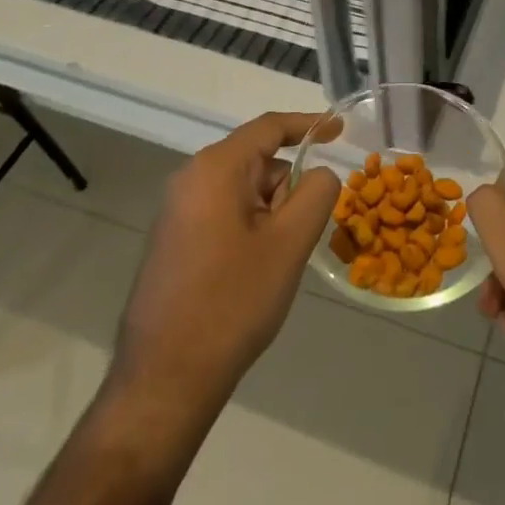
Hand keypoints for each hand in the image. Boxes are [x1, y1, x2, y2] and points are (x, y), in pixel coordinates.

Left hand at [108, 112, 339, 436]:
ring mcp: (177, 210)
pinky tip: (252, 274)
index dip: (308, 125)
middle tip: (300, 236)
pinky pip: (224, 213)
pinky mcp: (174, 239)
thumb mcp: (289, 244)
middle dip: (287, 189)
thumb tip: (319, 173)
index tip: (340, 129)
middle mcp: (191, 178)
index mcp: (215, 168)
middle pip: (257, 162)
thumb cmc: (232, 303)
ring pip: (243, 191)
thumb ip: (315, 193)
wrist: (164, 380)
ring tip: (274, 265)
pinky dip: (250, 229)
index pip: (269, 127)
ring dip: (270, 215)